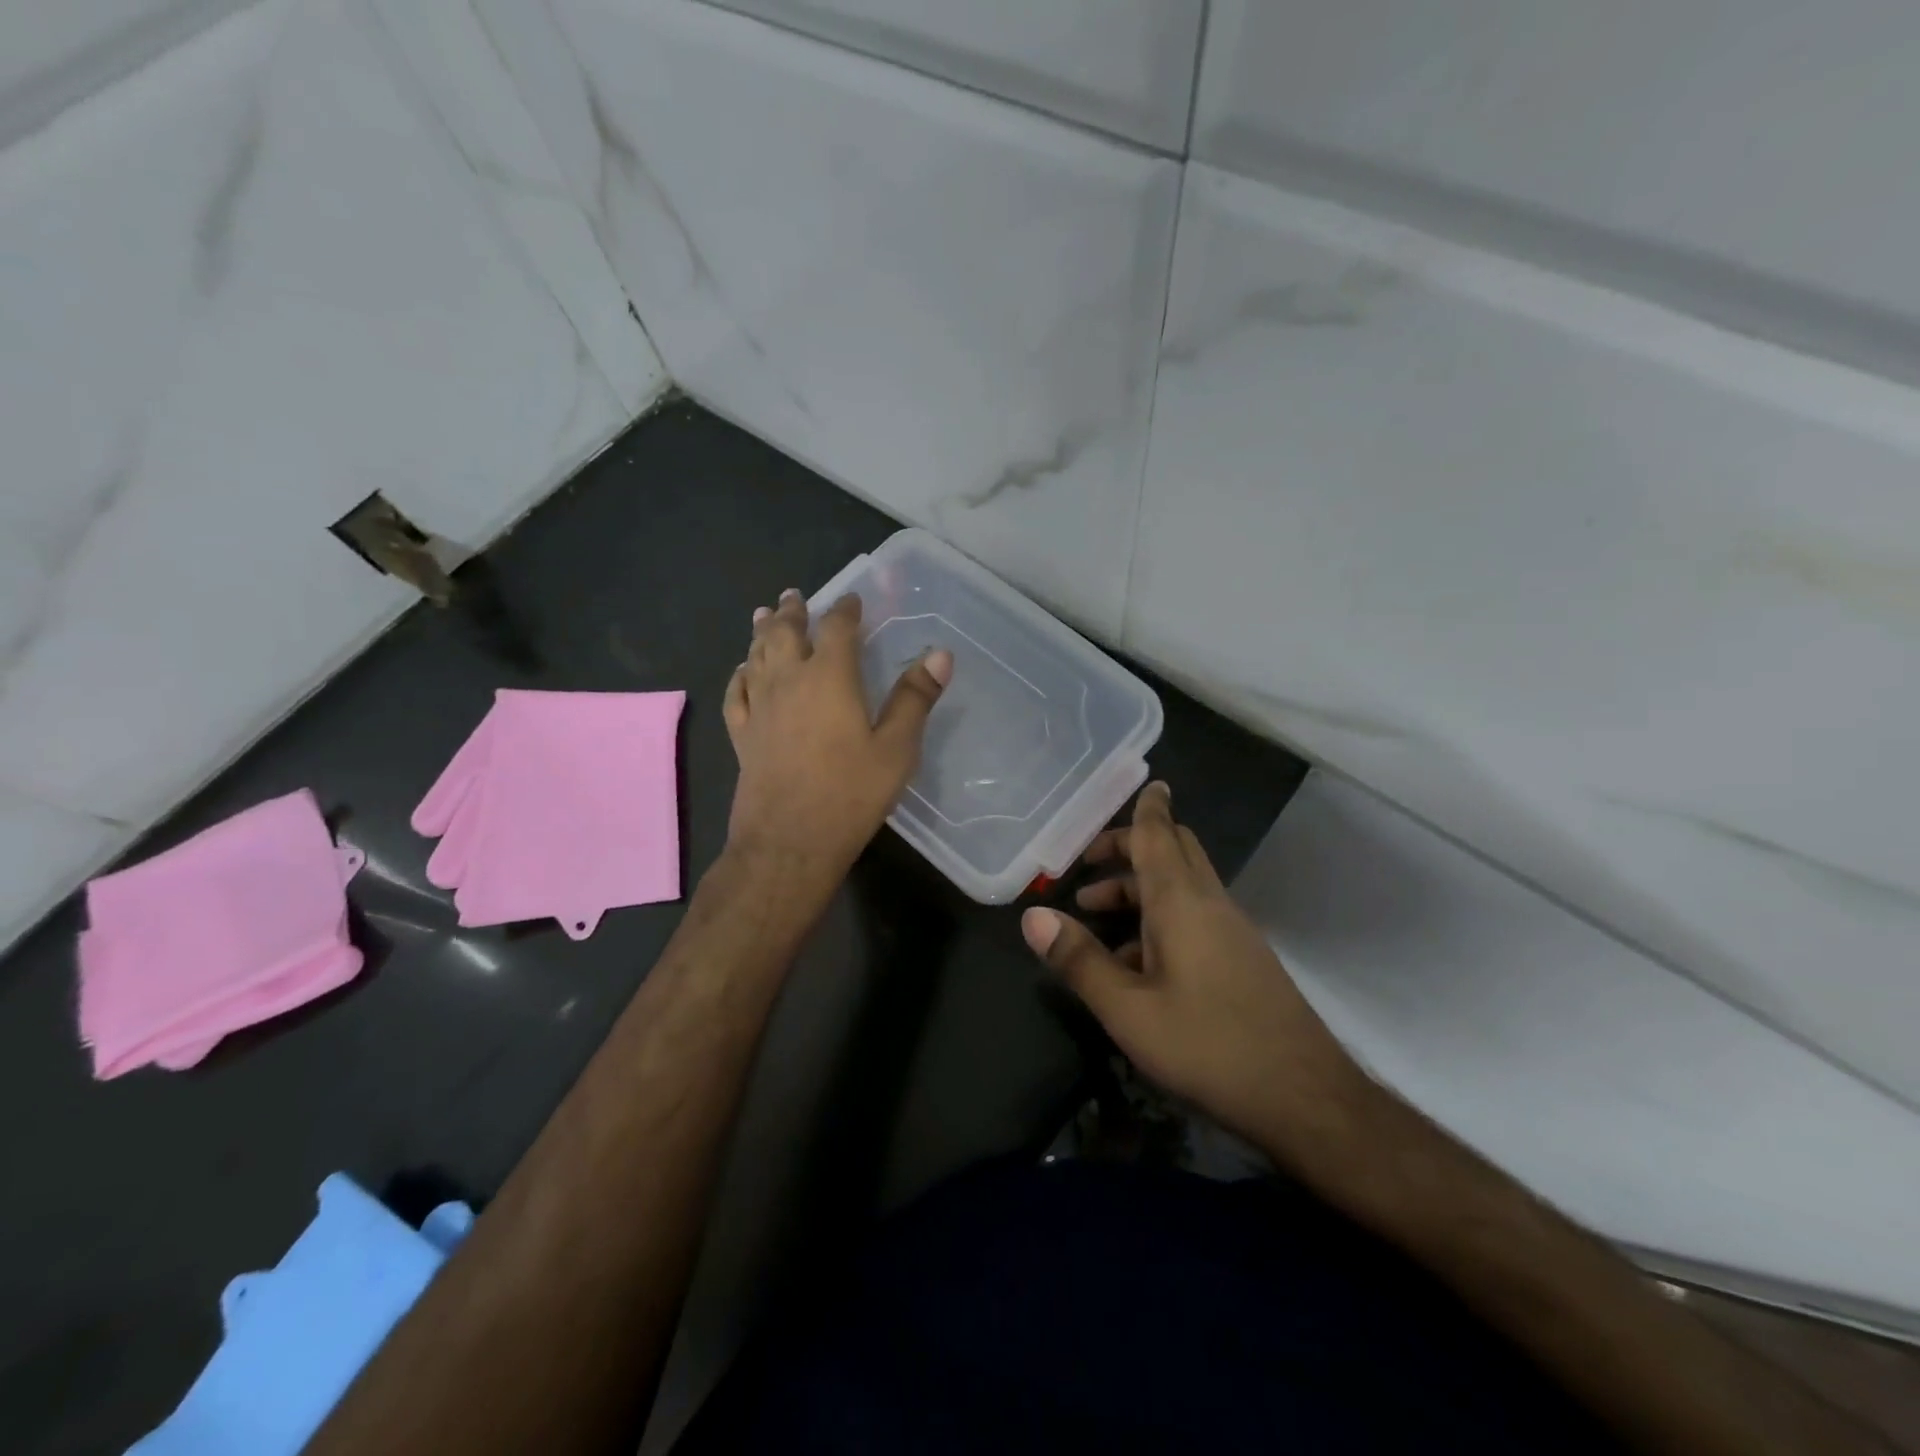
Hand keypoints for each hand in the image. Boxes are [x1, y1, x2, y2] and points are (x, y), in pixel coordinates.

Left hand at [723, 588, 951, 886]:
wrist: (789, 841)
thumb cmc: (850, 793)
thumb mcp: (896, 748)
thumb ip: (915, 698)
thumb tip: (940, 653)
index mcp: (829, 677)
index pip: (836, 628)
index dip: (845, 610)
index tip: (851, 600)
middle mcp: (788, 681)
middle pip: (785, 633)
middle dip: (792, 612)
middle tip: (793, 595)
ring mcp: (760, 707)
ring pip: (756, 656)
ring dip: (761, 632)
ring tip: (763, 615)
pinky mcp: (743, 734)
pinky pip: (737, 692)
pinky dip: (740, 674)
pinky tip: (742, 670)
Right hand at [1021, 782, 1370, 1162]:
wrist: (1306, 1099)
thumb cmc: (1209, 1046)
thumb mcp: (1128, 1010)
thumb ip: (1079, 961)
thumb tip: (1032, 916)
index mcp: (1181, 903)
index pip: (1161, 835)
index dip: (1147, 807)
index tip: (1142, 783)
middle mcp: (1210, 904)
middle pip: (1174, 851)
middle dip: (1131, 846)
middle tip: (1088, 863)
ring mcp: (1232, 932)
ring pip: (1182, 886)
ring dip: (1139, 886)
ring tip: (1093, 913)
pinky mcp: (1242, 959)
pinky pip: (1194, 916)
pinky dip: (1159, 917)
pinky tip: (1134, 963)